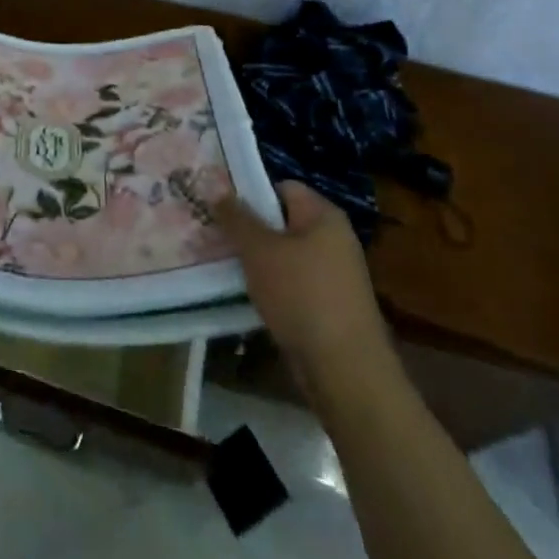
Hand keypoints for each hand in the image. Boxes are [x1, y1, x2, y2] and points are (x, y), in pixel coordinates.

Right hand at [217, 180, 390, 374]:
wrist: (345, 371)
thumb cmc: (302, 295)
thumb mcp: (259, 249)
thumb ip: (236, 217)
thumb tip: (215, 186)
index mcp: (324, 216)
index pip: (281, 187)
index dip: (249, 192)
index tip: (218, 205)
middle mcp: (333, 240)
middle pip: (281, 222)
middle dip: (247, 229)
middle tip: (212, 233)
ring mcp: (333, 276)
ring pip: (283, 256)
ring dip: (255, 261)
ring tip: (221, 263)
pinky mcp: (328, 307)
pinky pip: (291, 284)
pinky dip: (270, 287)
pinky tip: (245, 294)